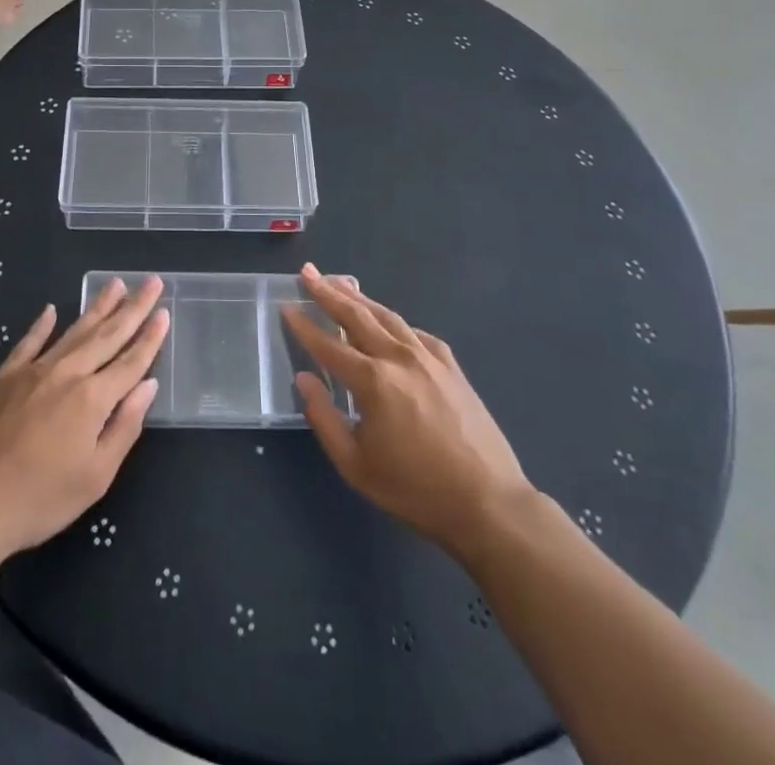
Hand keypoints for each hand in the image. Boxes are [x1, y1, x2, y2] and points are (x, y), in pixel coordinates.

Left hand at [0, 276, 168, 568]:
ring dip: (97, 307)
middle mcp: (67, 374)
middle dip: (133, 308)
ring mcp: (33, 371)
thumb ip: (125, 427)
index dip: (150, 337)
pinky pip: (28, 342)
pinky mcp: (3, 376)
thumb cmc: (39, 500)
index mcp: (93, 399)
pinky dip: (42, 325)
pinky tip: (51, 309)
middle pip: (107, 335)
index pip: (130, 361)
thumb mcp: (95, 477)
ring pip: (73, 331)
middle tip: (151, 281)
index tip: (164, 312)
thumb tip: (148, 385)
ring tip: (115, 284)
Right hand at [283, 264, 531, 557]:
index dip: (304, 325)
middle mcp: (398, 358)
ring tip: (340, 282)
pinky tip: (388, 320)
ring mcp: (428, 357)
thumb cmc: (415, 489)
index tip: (286, 305)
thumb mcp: (356, 465)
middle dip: (328, 292)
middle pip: (357, 316)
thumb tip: (303, 379)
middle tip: (308, 272)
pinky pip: (415, 332)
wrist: (488, 502)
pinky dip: (395, 321)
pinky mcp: (451, 365)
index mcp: (373, 382)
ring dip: (360, 297)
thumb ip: (324, 418)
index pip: (328, 345)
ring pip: (387, 316)